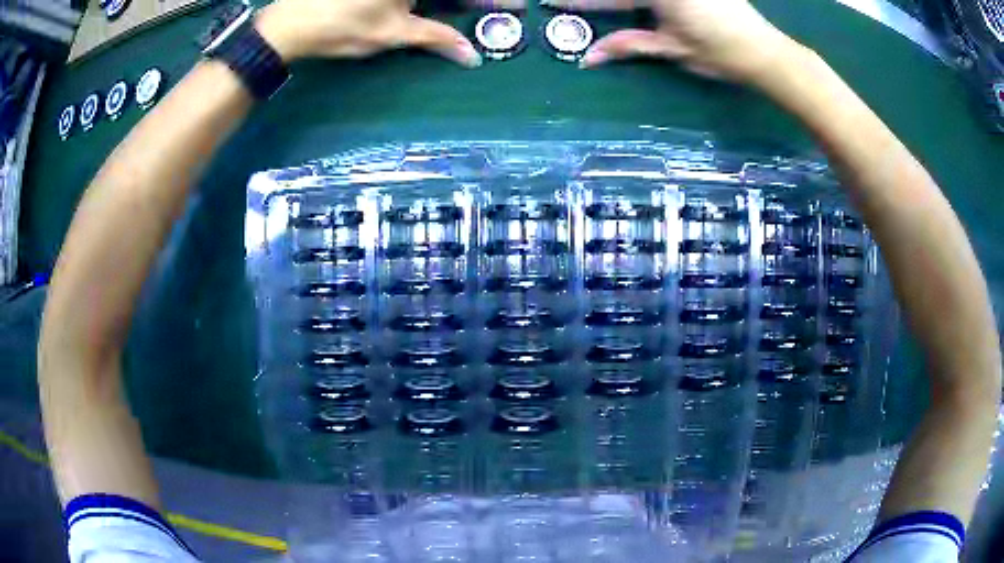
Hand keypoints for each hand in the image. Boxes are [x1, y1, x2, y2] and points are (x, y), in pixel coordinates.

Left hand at [254, 0, 481, 66]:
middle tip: (502, 8)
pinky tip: (440, 7)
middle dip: (476, 0)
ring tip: (474, 9)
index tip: (517, 7)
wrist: (289, 23)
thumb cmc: (341, 28)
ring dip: (452, 2)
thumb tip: (472, 57)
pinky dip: (429, 3)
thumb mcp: (392, 33)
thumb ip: (436, 37)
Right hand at [577, 0, 805, 84]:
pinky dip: (643, 1)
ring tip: (610, 8)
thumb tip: (588, 58)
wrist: (764, 50)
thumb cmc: (718, 53)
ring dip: (624, 1)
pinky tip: (637, 7)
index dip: (577, 1)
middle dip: (594, 0)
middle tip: (569, 3)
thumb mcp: (671, 48)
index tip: (550, 2)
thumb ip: (628, 45)